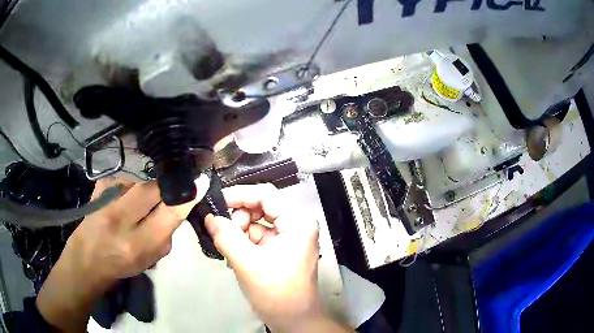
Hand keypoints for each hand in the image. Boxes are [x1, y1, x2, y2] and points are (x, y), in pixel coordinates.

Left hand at [37, 177, 202, 331]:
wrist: (86, 259)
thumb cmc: (120, 265)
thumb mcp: (147, 259)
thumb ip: (164, 236)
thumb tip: (179, 207)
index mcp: (136, 245)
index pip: (167, 215)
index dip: (186, 197)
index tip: (200, 182)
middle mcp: (120, 220)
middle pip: (152, 190)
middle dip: (165, 190)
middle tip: (167, 197)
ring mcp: (106, 200)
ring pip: (138, 185)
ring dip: (143, 195)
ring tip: (135, 210)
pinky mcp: (99, 188)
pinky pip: (124, 182)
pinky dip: (128, 191)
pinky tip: (121, 203)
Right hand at [205, 184, 348, 331]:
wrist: (294, 320)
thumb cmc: (277, 293)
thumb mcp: (247, 263)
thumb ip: (226, 236)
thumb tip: (209, 217)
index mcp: (297, 221)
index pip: (265, 194)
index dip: (239, 195)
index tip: (216, 203)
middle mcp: (296, 224)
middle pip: (261, 207)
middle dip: (238, 218)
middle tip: (224, 234)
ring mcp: (289, 237)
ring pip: (256, 221)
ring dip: (239, 232)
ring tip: (229, 250)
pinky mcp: (281, 249)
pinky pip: (257, 236)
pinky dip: (243, 242)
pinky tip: (235, 256)